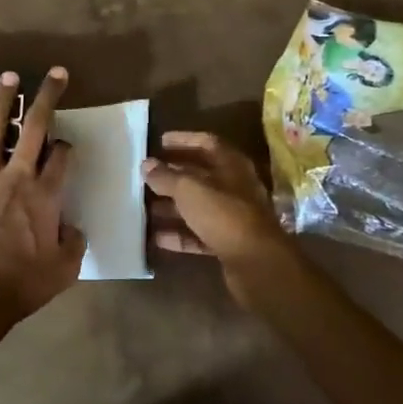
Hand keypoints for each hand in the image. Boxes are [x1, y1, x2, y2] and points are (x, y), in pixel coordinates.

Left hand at [0, 68, 86, 333]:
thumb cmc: (25, 283)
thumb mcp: (65, 268)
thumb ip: (73, 242)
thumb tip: (71, 228)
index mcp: (46, 196)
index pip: (62, 158)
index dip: (68, 147)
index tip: (68, 148)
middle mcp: (17, 179)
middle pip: (35, 130)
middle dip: (47, 99)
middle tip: (56, 74)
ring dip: (3, 104)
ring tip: (9, 76)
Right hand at [143, 131, 291, 267]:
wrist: (257, 263)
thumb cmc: (224, 215)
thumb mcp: (189, 190)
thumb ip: (166, 177)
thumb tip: (146, 164)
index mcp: (232, 166)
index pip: (206, 143)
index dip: (183, 140)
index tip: (160, 142)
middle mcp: (235, 188)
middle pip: (201, 176)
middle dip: (173, 175)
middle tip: (147, 175)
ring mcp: (233, 217)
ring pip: (198, 207)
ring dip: (173, 207)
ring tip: (145, 207)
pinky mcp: (228, 244)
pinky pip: (199, 235)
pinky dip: (180, 235)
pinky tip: (157, 238)